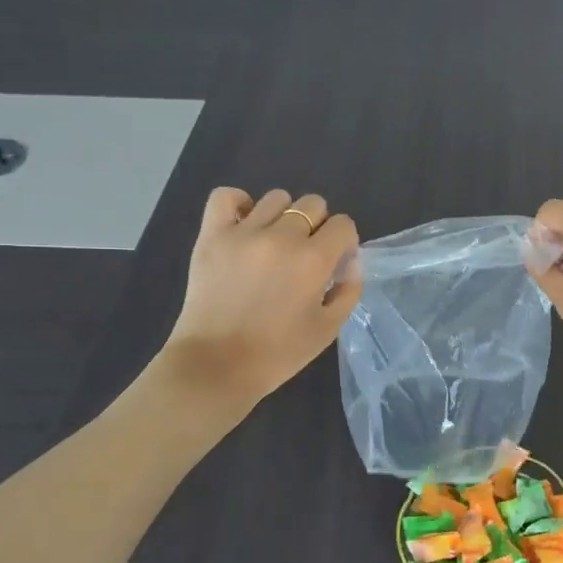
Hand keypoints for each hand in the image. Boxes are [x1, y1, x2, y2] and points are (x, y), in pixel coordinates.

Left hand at [160, 187, 360, 410]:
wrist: (217, 366)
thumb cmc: (278, 354)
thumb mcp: (328, 329)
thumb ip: (348, 290)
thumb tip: (350, 261)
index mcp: (314, 260)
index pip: (343, 224)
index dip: (344, 241)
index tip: (335, 262)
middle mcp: (282, 237)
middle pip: (312, 205)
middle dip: (318, 226)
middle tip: (305, 255)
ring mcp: (243, 233)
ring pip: (276, 198)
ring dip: (284, 217)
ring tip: (274, 243)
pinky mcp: (212, 236)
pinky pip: (226, 196)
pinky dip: (239, 204)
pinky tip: (245, 225)